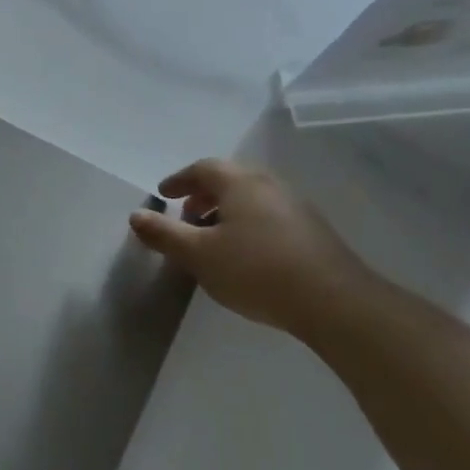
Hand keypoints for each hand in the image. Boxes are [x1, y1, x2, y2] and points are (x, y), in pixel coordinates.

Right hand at [129, 160, 376, 337]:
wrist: (333, 301)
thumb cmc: (255, 270)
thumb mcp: (198, 255)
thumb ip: (164, 234)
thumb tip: (136, 215)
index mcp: (240, 183)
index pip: (203, 168)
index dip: (179, 179)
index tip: (163, 194)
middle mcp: (269, 185)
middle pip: (230, 179)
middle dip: (203, 195)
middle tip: (186, 216)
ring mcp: (295, 206)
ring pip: (251, 198)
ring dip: (226, 210)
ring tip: (213, 239)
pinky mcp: (312, 230)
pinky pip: (269, 215)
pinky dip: (248, 223)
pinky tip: (245, 254)